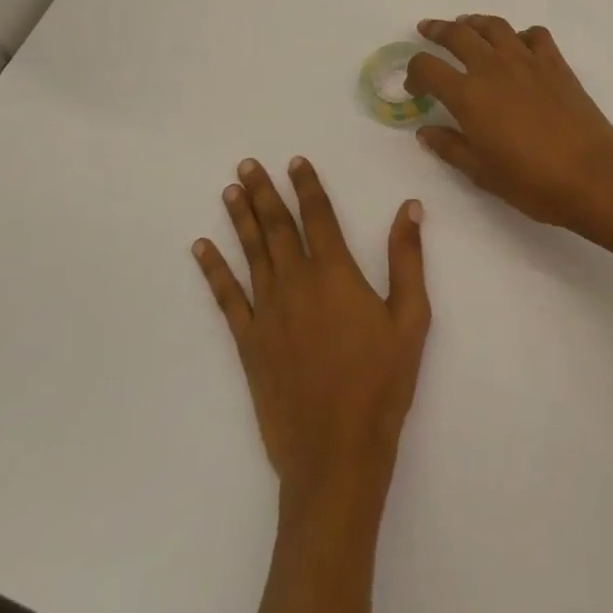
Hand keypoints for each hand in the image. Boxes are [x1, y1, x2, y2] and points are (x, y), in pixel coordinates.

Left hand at [194, 158, 430, 513]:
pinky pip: (226, 298)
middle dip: (263, 192)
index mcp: (335, 273)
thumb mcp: (411, 318)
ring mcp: (267, 312)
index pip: (317, 215)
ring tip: (230, 191)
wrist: (337, 452)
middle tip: (247, 164)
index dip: (307, 185)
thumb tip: (410, 207)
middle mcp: (296, 282)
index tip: (295, 161)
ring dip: (239, 218)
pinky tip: (201, 249)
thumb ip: (407, 259)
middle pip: (276, 226)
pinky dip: (212, 271)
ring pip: (250, 253)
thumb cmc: (381, 383)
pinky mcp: (249, 342)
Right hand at [406, 15, 612, 234]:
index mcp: (468, 95)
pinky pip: (534, 35)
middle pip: (458, 34)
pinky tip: (518, 47)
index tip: (415, 86)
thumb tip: (425, 131)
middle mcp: (493, 67)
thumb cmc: (532, 181)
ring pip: (494, 26)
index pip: (428, 68)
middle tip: (427, 29)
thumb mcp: (481, 172)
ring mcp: (527, 60)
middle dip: (437, 30)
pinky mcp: (555, 62)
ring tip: (467, 26)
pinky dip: (520, 35)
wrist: (592, 174)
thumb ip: (449, 147)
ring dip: (474, 22)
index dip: (415, 73)